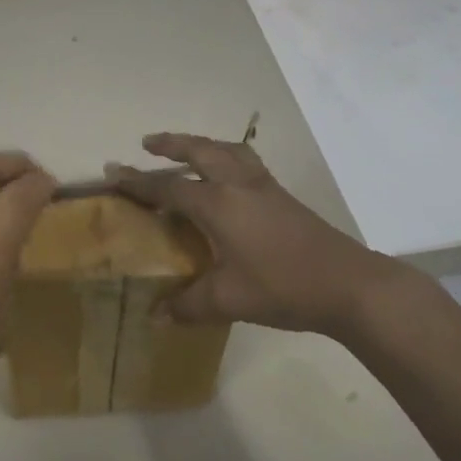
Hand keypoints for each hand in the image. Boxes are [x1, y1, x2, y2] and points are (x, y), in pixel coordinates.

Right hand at [110, 132, 415, 337]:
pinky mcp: (282, 196)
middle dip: (172, 144)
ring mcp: (264, 187)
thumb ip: (188, 306)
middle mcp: (239, 185)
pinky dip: (227, 156)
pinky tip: (227, 177)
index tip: (113, 173)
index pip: (169, 187)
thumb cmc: (282, 286)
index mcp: (219, 204)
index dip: (138, 182)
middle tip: (148, 142)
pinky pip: (246, 162)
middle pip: (200, 151)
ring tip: (187, 149)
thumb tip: (154, 318)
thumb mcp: (229, 300)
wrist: (348, 284)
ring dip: (202, 145)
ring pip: (227, 150)